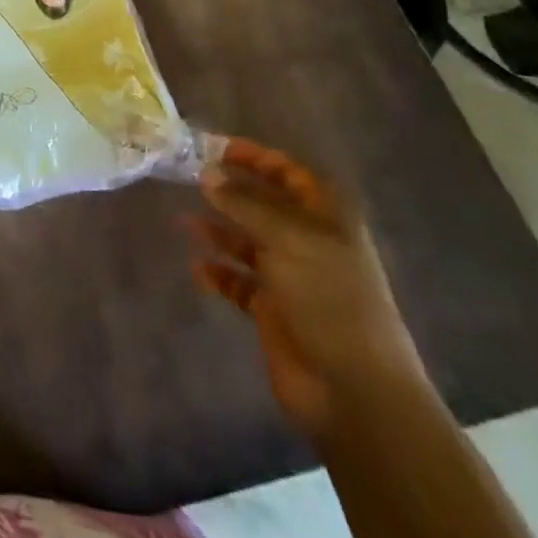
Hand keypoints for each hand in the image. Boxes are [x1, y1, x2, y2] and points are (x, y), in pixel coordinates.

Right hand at [187, 138, 427, 440]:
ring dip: (218, 230)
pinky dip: (218, 273)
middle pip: (265, 205)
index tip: (212, 148)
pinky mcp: (273, 310)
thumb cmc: (329, 299)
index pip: (290, 173)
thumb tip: (207, 172)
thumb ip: (244, 203)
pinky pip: (238, 282)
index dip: (255, 157)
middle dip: (230, 191)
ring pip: (247, 242)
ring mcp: (291, 278)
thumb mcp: (287, 239)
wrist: (354, 389)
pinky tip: (197, 269)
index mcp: (326, 220)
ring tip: (183, 221)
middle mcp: (308, 243)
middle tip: (187, 178)